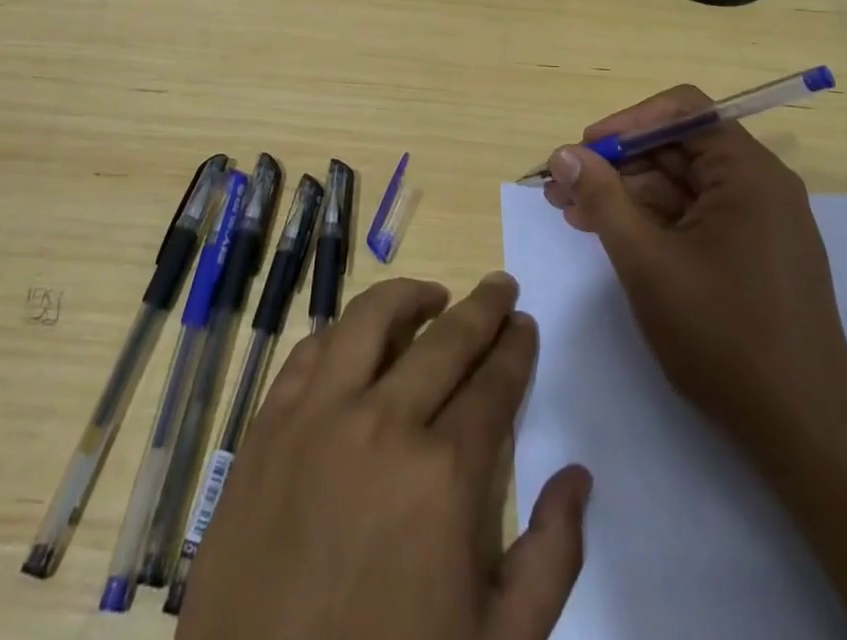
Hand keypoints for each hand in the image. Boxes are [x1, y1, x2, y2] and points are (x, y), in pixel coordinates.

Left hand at [177, 274, 591, 639]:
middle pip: (446, 340)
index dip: (515, 348)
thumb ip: (550, 558)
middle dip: (483, 308)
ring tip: (432, 295)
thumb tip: (578, 477)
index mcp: (444, 474)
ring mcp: (317, 415)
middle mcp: (383, 422)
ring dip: (409, 297)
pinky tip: (355, 337)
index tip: (525, 324)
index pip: (493, 383)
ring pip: (370, 320)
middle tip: (501, 287)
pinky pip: (309, 351)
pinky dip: (341, 333)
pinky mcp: (268, 423)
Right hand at [543, 84, 846, 446]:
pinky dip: (652, 221)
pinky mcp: (754, 254)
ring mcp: (759, 222)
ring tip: (574, 215)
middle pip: (677, 148)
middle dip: (617, 164)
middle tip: (562, 188)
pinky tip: (611, 236)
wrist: (805, 432)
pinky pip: (695, 217)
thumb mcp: (648, 262)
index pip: (683, 111)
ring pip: (681, 185)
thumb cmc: (724, 335)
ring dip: (627, 194)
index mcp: (747, 173)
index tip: (586, 150)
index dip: (628, 123)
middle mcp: (759, 185)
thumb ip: (602, 199)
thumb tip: (564, 154)